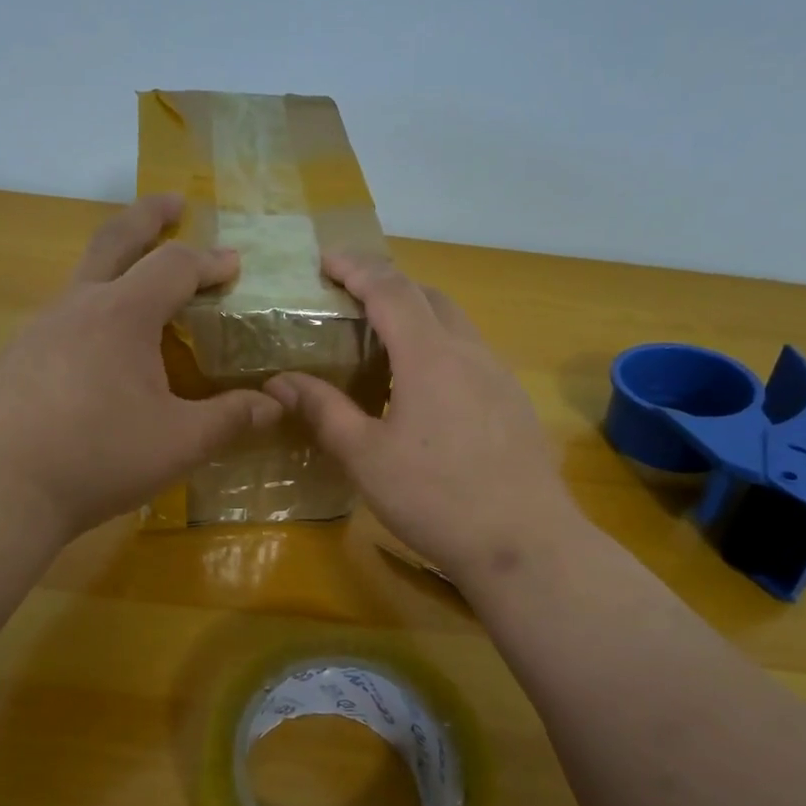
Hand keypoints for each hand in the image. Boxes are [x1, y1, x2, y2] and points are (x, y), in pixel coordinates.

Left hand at [0, 195, 282, 539]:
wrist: (0, 488)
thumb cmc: (99, 457)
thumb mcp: (180, 442)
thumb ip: (231, 419)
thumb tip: (275, 405)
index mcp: (123, 314)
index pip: (174, 266)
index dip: (209, 261)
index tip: (234, 264)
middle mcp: (78, 306)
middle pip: (115, 240)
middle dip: (148, 216)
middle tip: (173, 204)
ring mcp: (39, 329)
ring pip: (83, 278)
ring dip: (117, 266)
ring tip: (141, 287)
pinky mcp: (16, 357)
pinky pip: (63, 317)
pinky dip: (92, 311)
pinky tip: (98, 351)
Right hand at [264, 254, 585, 586]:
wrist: (525, 544)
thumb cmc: (435, 498)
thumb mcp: (366, 457)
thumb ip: (323, 411)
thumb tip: (280, 381)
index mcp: (429, 356)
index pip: (390, 289)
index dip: (357, 268)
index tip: (327, 260)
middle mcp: (469, 352)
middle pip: (428, 296)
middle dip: (387, 284)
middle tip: (350, 297)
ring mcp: (499, 376)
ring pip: (454, 323)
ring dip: (416, 314)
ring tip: (381, 339)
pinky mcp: (513, 402)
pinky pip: (470, 353)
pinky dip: (438, 346)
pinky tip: (423, 388)